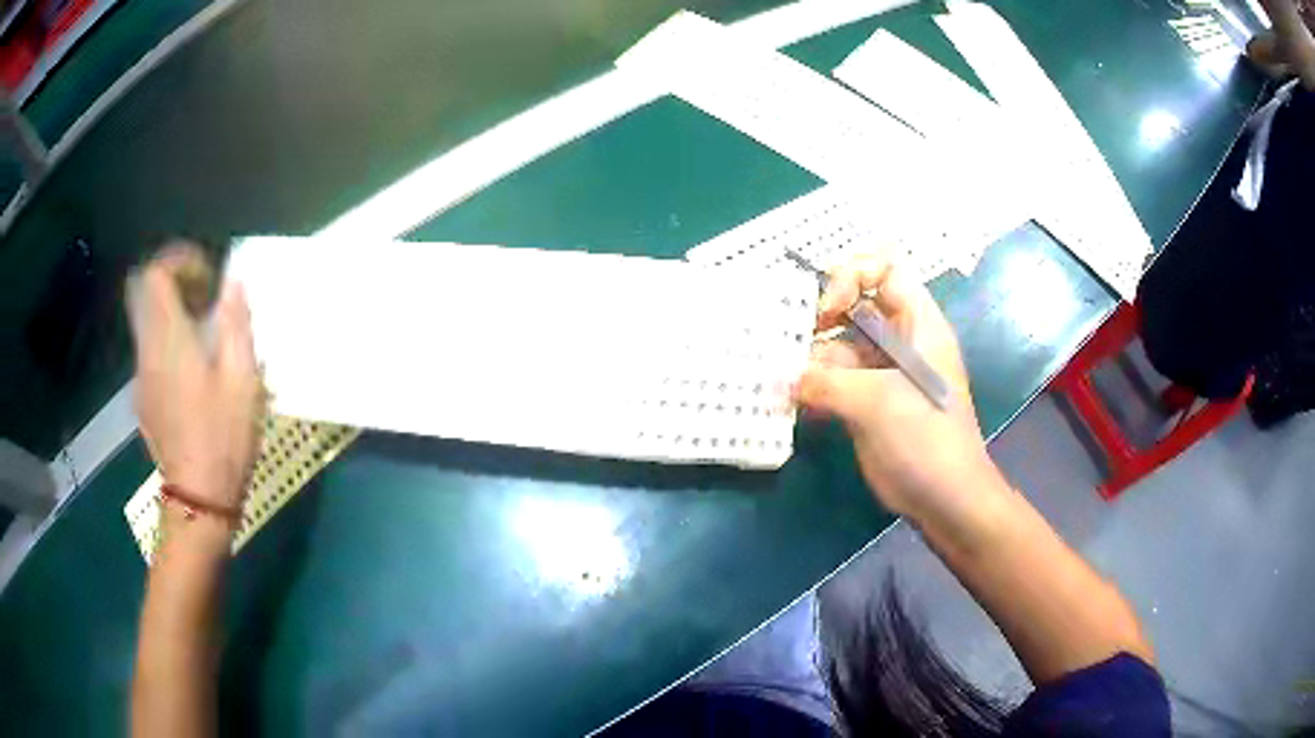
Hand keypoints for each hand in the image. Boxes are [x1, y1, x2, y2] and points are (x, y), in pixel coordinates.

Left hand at [127, 243, 261, 511]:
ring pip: (146, 324)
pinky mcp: (143, 400)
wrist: (198, 499)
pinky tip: (192, 373)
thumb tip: (234, 283)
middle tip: (200, 296)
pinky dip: (166, 344)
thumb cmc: (223, 437)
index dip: (179, 261)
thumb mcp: (243, 379)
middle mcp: (147, 351)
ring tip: (203, 335)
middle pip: (143, 292)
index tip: (206, 276)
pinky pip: (149, 353)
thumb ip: (236, 324)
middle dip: (170, 281)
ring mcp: (141, 377)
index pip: (156, 274)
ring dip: (170, 314)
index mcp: (169, 339)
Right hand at [796, 253, 998, 529]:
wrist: (945, 498)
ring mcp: (882, 373)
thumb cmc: (925, 437)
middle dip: (820, 318)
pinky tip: (790, 403)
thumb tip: (782, 379)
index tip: (828, 310)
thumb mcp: (878, 401)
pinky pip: (834, 382)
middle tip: (788, 340)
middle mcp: (899, 340)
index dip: (852, 276)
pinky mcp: (868, 403)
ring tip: (779, 378)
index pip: (885, 270)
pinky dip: (812, 388)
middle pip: (855, 306)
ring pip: (839, 347)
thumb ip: (825, 382)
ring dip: (809, 359)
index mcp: (917, 324)